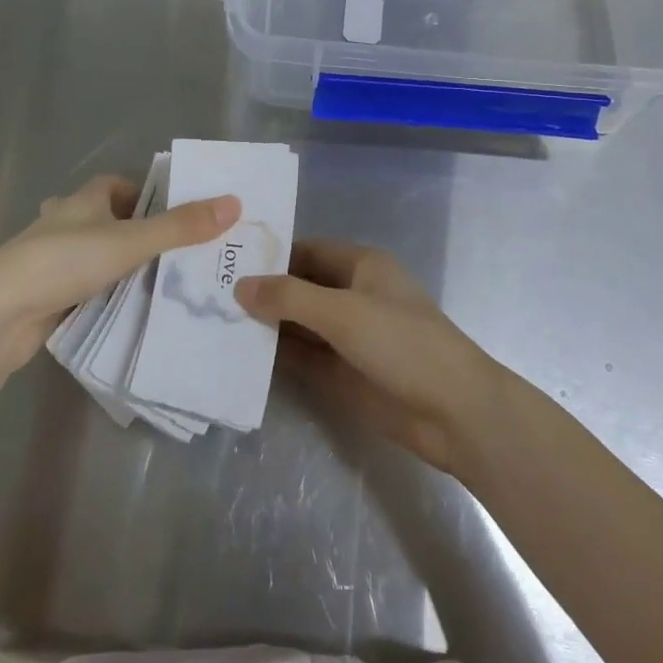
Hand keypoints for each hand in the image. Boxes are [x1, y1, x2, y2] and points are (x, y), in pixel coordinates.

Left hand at [0, 174, 238, 379]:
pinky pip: (86, 286)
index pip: (118, 185)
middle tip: (179, 253)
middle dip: (139, 232)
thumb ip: (180, 227)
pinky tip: (129, 309)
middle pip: (109, 219)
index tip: (176, 214)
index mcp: (82, 200)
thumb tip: (234, 203)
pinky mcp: (46, 294)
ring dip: (123, 264)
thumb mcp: (130, 242)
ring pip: (96, 255)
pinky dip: (106, 292)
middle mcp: (66, 223)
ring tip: (163, 282)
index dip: (147, 194)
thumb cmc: (62, 263)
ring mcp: (52, 260)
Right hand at [235, 241, 506, 477]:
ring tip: (213, 322)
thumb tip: (240, 286)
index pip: (306, 250)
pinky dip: (276, 355)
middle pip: (299, 287)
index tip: (226, 260)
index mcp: (361, 266)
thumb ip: (290, 297)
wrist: (454, 412)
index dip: (270, 255)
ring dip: (265, 324)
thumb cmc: (403, 344)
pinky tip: (239, 355)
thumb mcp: (344, 313)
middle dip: (262, 291)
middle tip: (208, 293)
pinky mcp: (343, 372)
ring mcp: (347, 336)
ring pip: (298, 324)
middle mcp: (351, 295)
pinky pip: (303, 357)